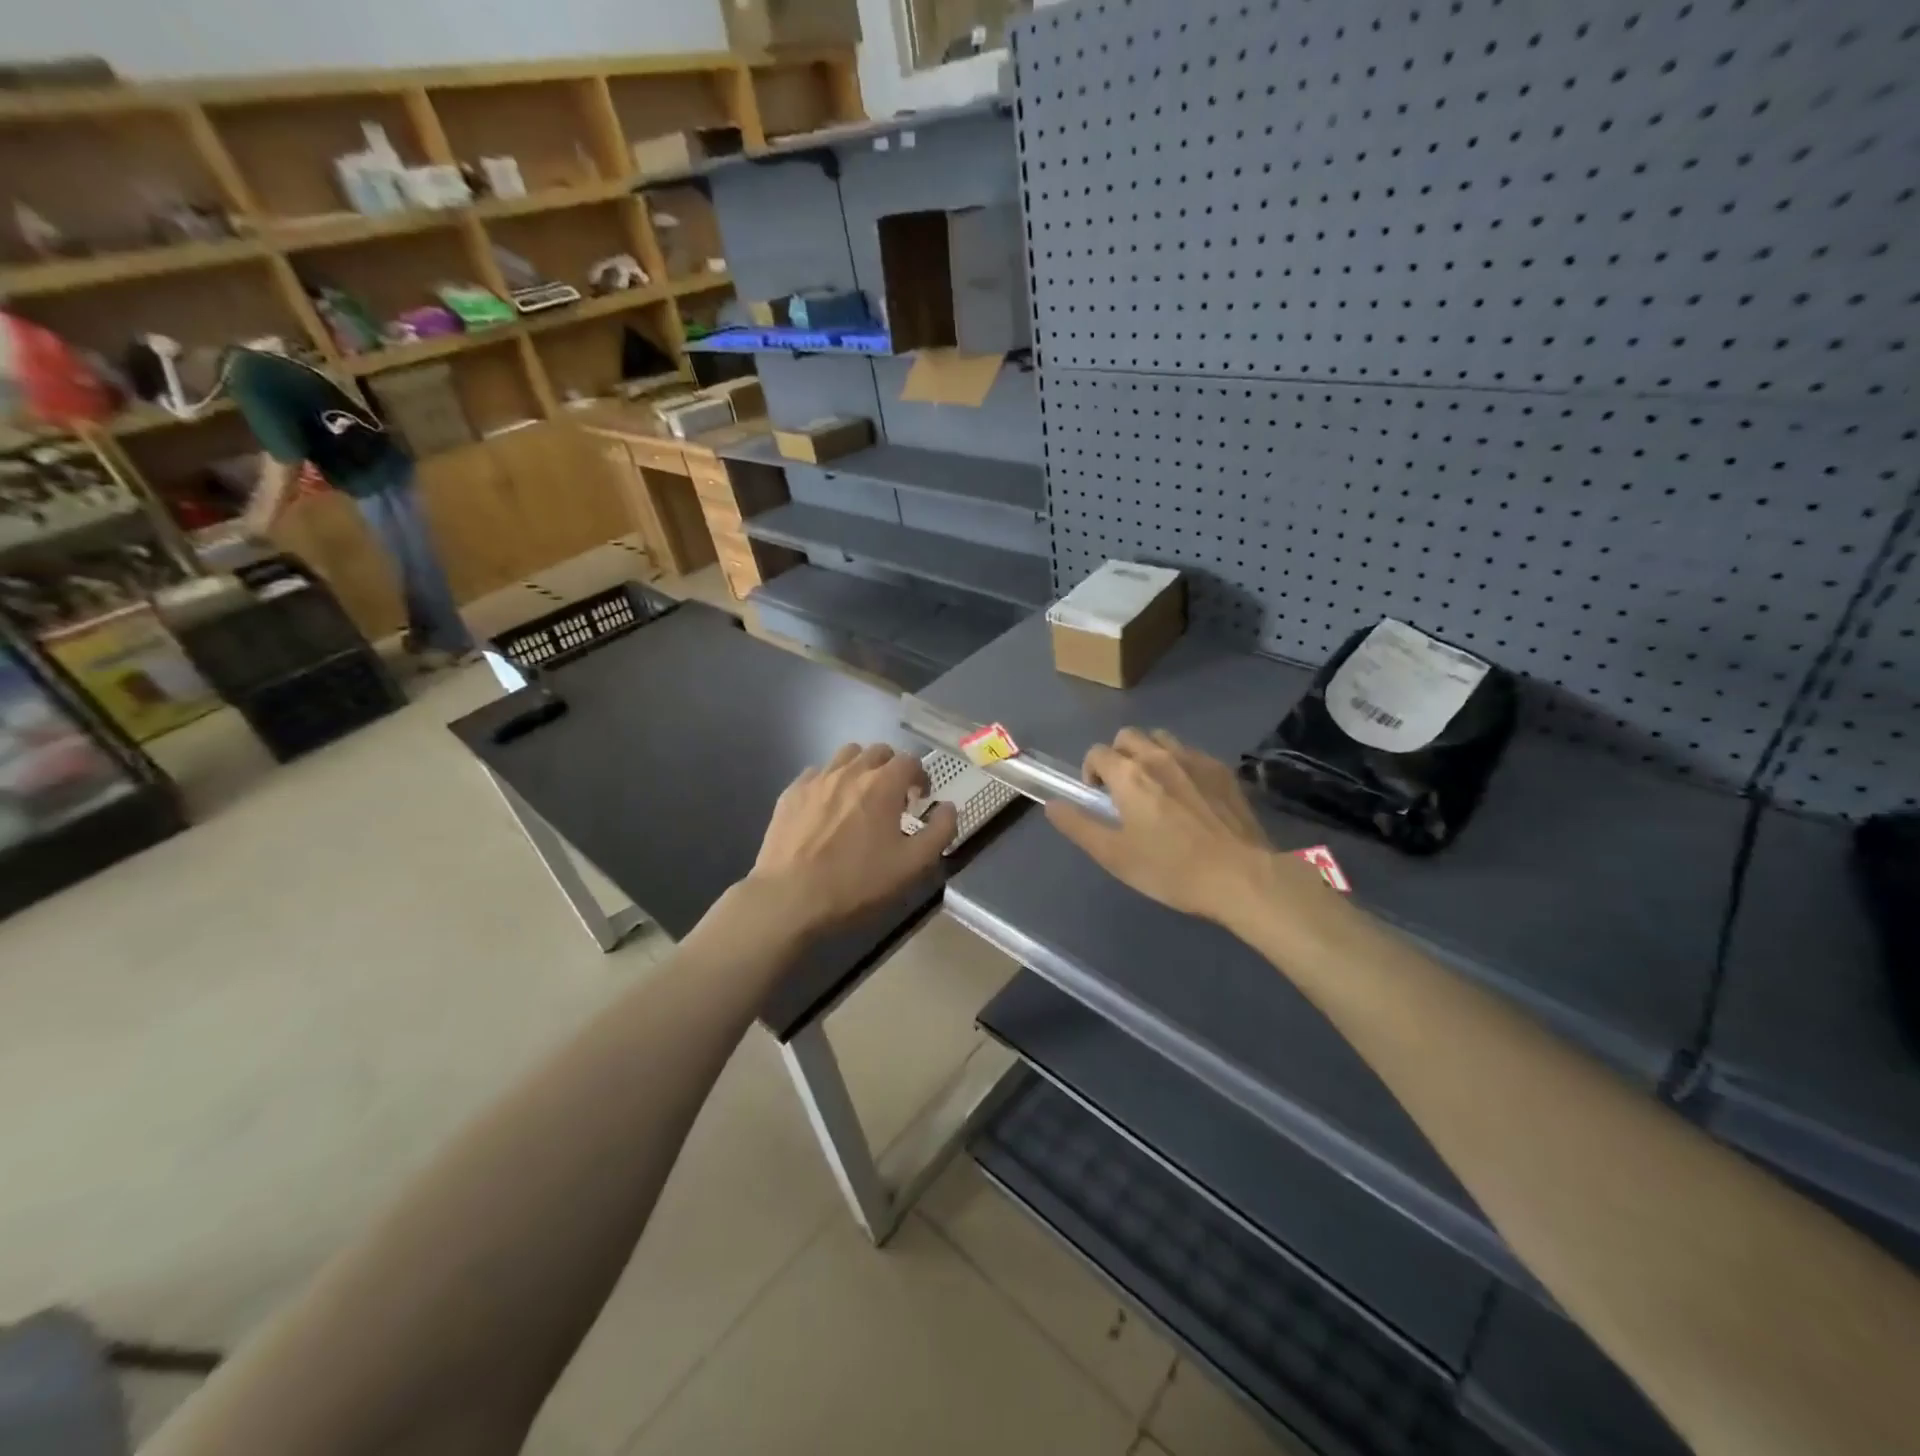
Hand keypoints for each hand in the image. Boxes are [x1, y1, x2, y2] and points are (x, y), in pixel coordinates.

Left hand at [747, 743, 956, 941]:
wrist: (790, 898)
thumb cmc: (857, 883)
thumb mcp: (913, 865)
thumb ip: (940, 831)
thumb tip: (948, 807)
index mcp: (883, 785)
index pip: (910, 760)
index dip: (920, 775)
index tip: (921, 796)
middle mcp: (850, 771)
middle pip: (878, 751)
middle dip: (891, 767)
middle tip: (893, 796)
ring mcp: (817, 779)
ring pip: (845, 755)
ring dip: (860, 767)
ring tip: (860, 795)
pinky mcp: (791, 793)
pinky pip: (816, 773)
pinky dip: (829, 781)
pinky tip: (827, 806)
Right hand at [1045, 728, 1323, 924]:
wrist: (1240, 876)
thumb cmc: (1171, 869)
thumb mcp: (1114, 855)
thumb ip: (1079, 826)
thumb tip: (1052, 805)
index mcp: (1129, 775)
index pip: (1097, 753)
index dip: (1090, 771)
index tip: (1098, 797)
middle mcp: (1159, 756)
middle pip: (1128, 736)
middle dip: (1118, 755)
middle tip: (1123, 789)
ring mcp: (1195, 759)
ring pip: (1162, 739)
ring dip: (1150, 754)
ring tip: (1155, 786)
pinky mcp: (1222, 770)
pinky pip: (1191, 753)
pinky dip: (1180, 764)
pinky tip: (1189, 794)